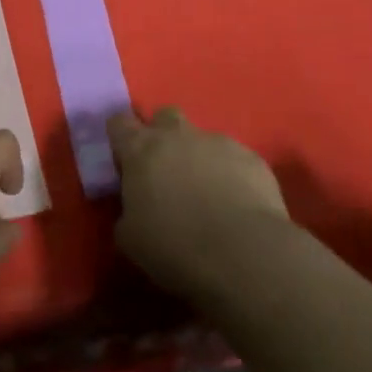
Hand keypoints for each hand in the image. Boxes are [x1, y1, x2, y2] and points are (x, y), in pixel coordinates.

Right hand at [109, 106, 295, 302]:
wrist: (243, 256)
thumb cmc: (174, 246)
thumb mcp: (130, 237)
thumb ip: (127, 211)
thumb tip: (135, 208)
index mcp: (140, 150)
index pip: (119, 122)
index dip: (121, 137)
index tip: (124, 159)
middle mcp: (177, 135)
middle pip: (165, 116)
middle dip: (163, 135)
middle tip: (166, 169)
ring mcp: (218, 143)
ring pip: (203, 139)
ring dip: (199, 158)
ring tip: (207, 193)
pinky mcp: (252, 158)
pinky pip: (235, 159)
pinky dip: (231, 174)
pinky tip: (237, 203)